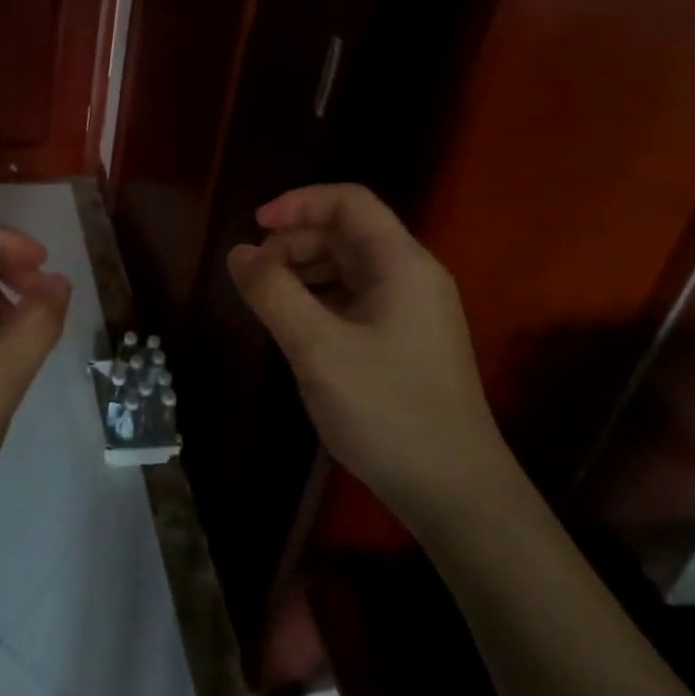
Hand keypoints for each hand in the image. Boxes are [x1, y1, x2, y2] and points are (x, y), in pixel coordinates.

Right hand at [226, 184, 504, 517]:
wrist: (455, 493)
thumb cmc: (387, 411)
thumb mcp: (317, 349)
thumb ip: (273, 293)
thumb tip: (238, 253)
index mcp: (401, 264)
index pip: (349, 202)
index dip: (299, 203)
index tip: (255, 227)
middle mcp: (412, 277)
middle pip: (348, 233)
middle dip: (296, 241)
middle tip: (255, 274)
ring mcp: (413, 311)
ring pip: (351, 267)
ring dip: (305, 271)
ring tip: (269, 299)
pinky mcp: (407, 341)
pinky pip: (357, 299)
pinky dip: (321, 299)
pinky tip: (298, 327)